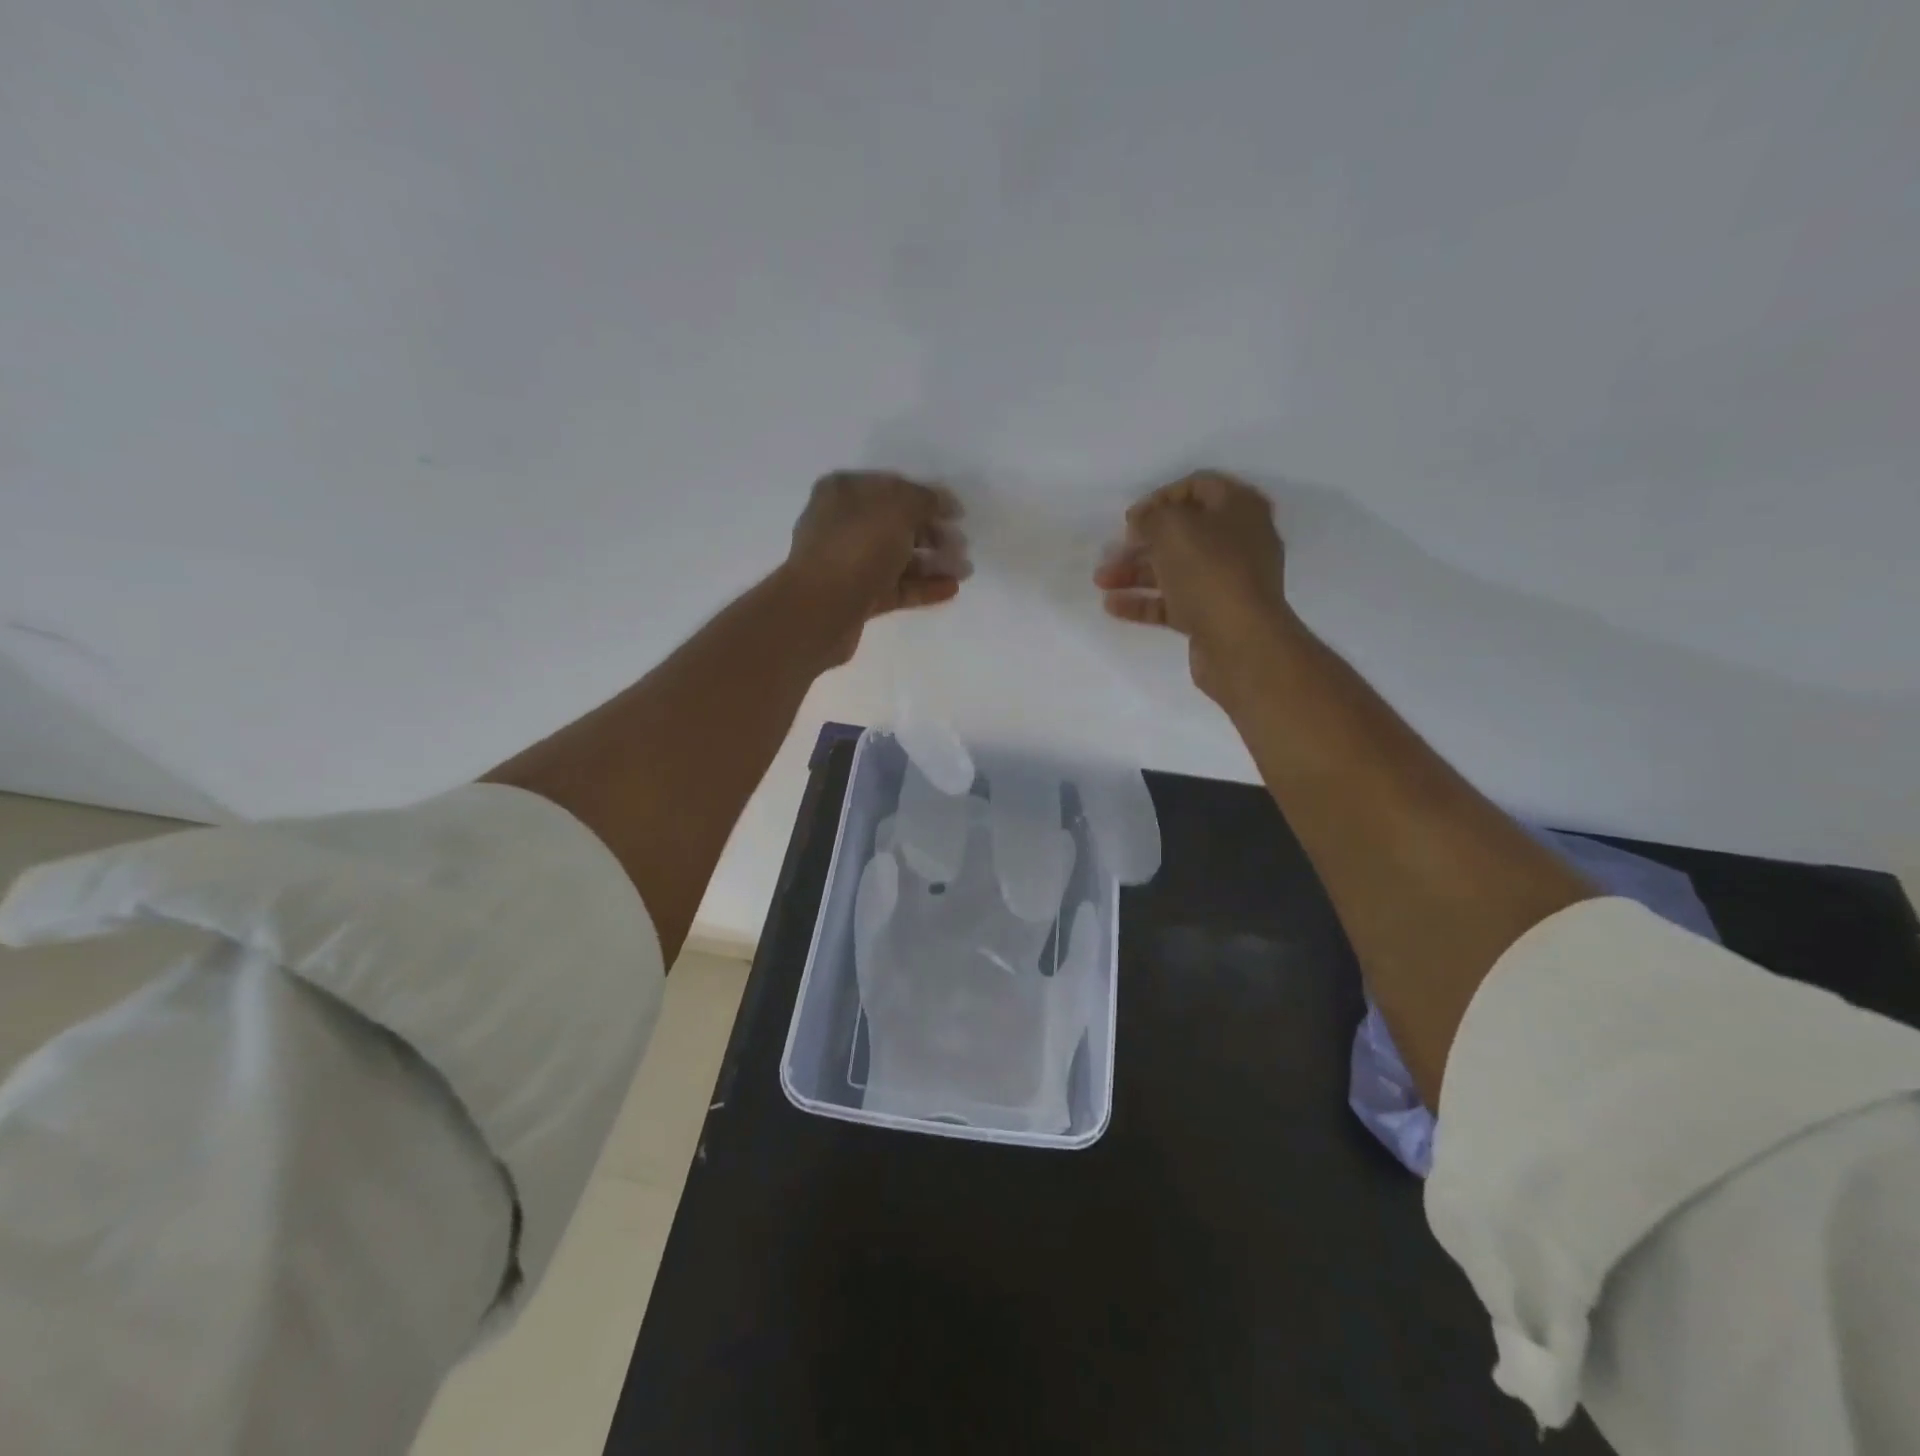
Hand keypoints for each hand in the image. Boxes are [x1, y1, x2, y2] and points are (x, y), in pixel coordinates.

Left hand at [784, 470, 968, 664]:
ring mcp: (849, 563)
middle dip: (933, 533)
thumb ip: (924, 500)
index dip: (928, 498)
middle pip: (896, 524)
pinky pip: (896, 587)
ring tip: (965, 571)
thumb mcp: (897, 508)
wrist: (821, 610)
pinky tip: (951, 589)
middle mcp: (843, 524)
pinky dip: (923, 587)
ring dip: (933, 562)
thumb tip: (941, 503)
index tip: (958, 514)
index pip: (893, 488)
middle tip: (962, 546)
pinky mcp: (857, 598)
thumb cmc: (857, 547)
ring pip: (898, 558)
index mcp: (844, 492)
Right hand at [1094, 471, 1296, 701]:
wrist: (1240, 642)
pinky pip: (1173, 603)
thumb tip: (1142, 520)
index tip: (1132, 517)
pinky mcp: (1212, 615)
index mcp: (1239, 509)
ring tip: (1101, 581)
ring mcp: (1226, 581)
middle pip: (1183, 533)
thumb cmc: (1209, 572)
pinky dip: (1144, 602)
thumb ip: (1152, 517)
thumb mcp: (1173, 528)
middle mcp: (1237, 541)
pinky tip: (1113, 606)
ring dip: (1135, 572)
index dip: (1162, 496)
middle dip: (1142, 541)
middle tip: (1112, 550)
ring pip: (1174, 569)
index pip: (1198, 486)